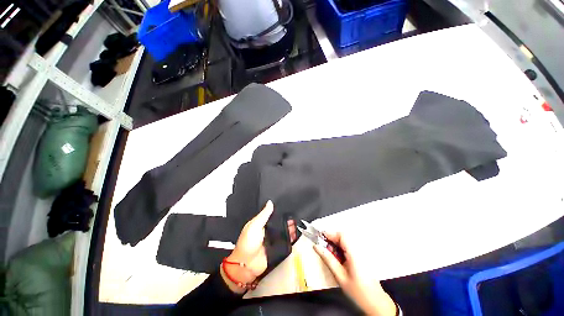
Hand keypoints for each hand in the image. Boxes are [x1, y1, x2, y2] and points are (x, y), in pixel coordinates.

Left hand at [220, 201, 296, 292]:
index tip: (287, 208)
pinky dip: (290, 238)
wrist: (247, 265)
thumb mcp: (255, 225)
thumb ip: (264, 214)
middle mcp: (268, 230)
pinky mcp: (277, 248)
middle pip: (279, 223)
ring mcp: (273, 240)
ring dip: (290, 229)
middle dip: (287, 221)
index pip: (272, 215)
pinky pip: (285, 242)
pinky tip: (296, 235)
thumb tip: (270, 202)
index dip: (279, 212)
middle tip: (295, 217)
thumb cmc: (247, 243)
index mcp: (261, 223)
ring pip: (283, 232)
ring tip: (297, 225)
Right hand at [314, 232, 396, 315]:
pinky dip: (341, 247)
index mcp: (354, 253)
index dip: (329, 234)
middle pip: (343, 236)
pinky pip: (349, 245)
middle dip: (331, 238)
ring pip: (346, 240)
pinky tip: (338, 257)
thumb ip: (328, 259)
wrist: (376, 303)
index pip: (341, 235)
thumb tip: (316, 246)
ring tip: (329, 253)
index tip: (319, 237)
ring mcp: (362, 252)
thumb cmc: (358, 291)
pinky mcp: (362, 256)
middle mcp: (359, 249)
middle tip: (323, 247)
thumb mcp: (340, 276)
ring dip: (336, 243)